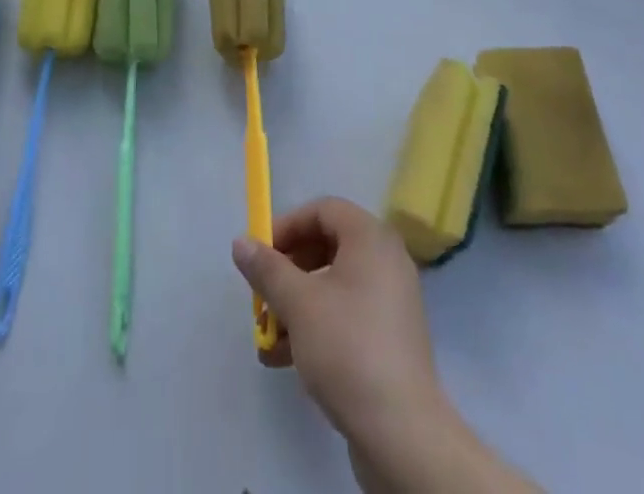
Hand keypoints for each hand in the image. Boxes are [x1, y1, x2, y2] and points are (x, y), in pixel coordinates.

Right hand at [231, 197, 444, 444]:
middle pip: (327, 246)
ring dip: (296, 303)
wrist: (402, 433)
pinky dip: (316, 326)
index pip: (323, 210)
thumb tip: (241, 243)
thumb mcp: (298, 303)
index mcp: (371, 238)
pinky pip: (346, 315)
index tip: (260, 254)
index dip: (287, 226)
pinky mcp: (389, 339)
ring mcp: (391, 301)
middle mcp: (386, 260)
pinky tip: (284, 357)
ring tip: (266, 335)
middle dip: (288, 270)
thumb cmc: (347, 348)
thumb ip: (267, 269)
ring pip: (333, 285)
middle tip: (262, 294)